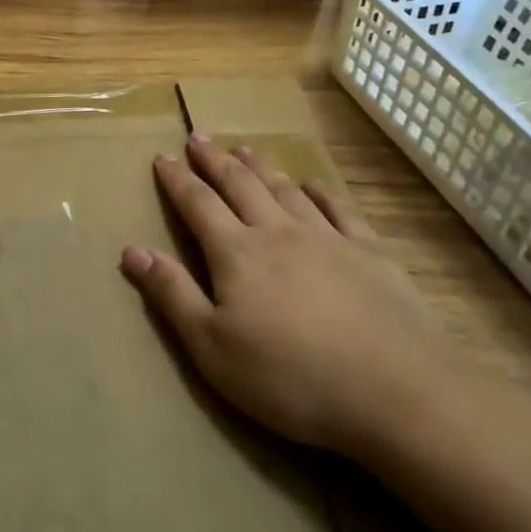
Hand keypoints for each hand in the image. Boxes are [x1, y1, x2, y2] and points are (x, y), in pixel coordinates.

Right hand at [119, 134, 463, 463]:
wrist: (398, 393)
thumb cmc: (292, 378)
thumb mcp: (213, 348)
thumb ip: (172, 295)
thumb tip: (132, 249)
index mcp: (237, 253)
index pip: (198, 204)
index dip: (177, 179)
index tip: (163, 156)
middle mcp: (278, 231)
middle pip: (240, 185)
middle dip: (215, 160)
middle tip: (199, 137)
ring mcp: (329, 238)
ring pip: (285, 190)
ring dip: (261, 167)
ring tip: (245, 149)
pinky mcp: (372, 253)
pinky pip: (339, 209)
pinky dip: (321, 192)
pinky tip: (314, 185)